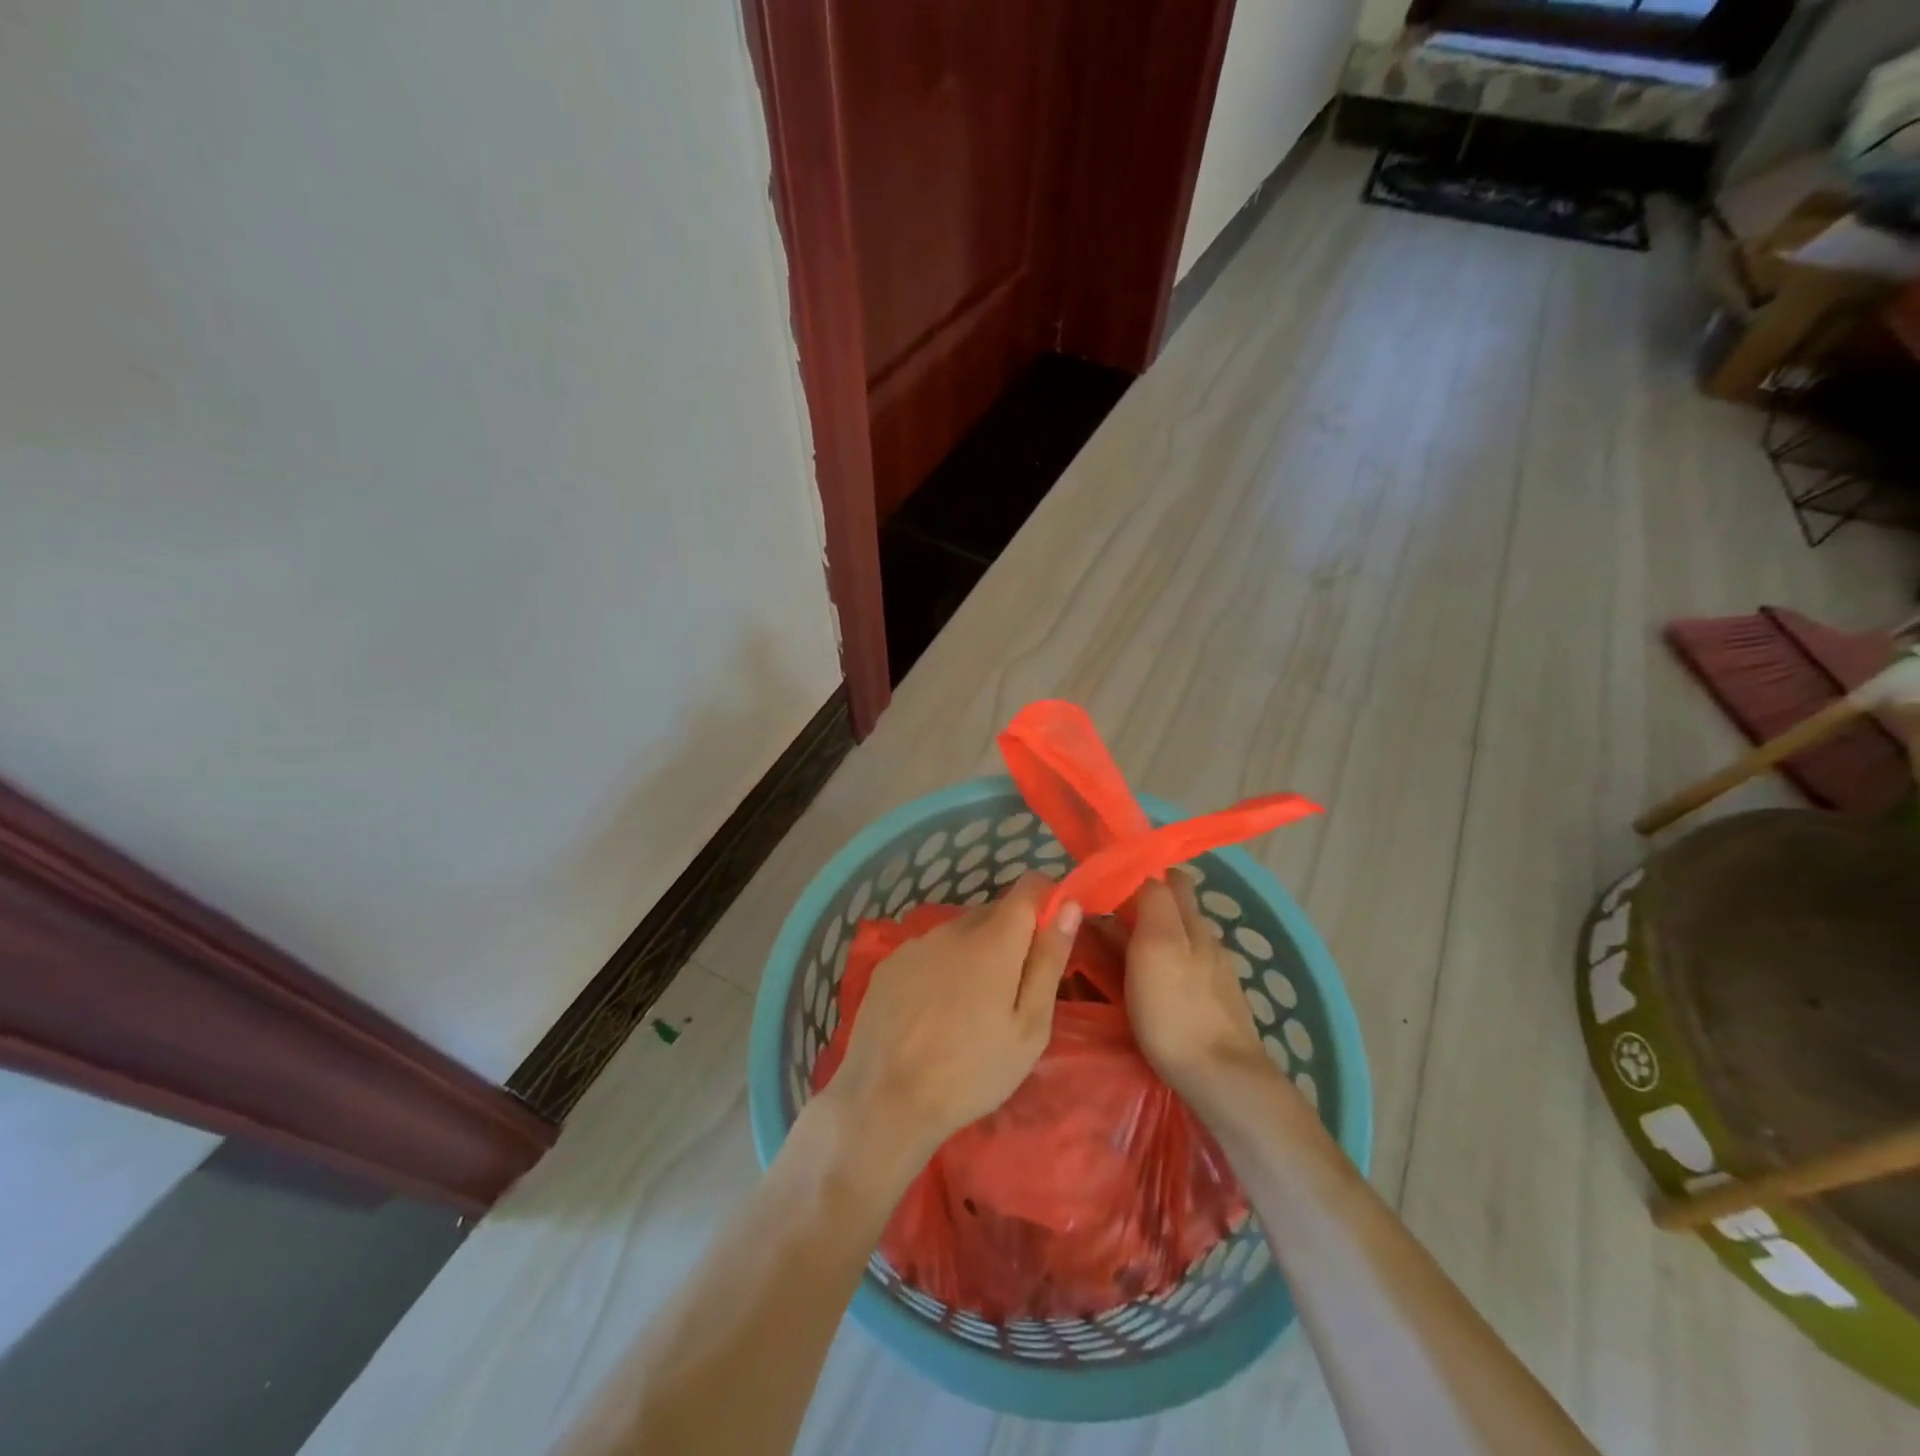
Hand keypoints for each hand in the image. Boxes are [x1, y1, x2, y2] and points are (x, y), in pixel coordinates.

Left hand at [822, 873, 1079, 1165]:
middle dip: (1011, 937)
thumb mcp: (1029, 1026)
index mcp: (993, 939)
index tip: (1051, 933)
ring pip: (960, 933)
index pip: (1028, 887)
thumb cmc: (972, 1071)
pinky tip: (934, 1011)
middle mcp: (952, 928)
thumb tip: (1069, 907)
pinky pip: (929, 952)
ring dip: (974, 953)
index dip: (1046, 900)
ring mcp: (916, 944)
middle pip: (994, 912)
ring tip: (970, 1008)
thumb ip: (1049, 960)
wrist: (886, 1100)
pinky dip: (941, 968)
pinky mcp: (889, 963)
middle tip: (1013, 990)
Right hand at [1123, 874, 1272, 1107]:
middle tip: (1103, 919)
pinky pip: (1184, 968)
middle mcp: (1206, 938)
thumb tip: (1143, 870)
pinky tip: (1149, 985)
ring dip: (1151, 936)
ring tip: (1116, 953)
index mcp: (1190, 920)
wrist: (1223, 1078)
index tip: (1105, 882)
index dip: (1138, 872)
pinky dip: (1164, 965)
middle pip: (1174, 906)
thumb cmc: (1176, 1010)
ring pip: (1178, 937)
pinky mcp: (1216, 1002)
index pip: (1166, 877)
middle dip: (1142, 904)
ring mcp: (1215, 972)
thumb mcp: (1154, 946)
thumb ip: (1151, 902)